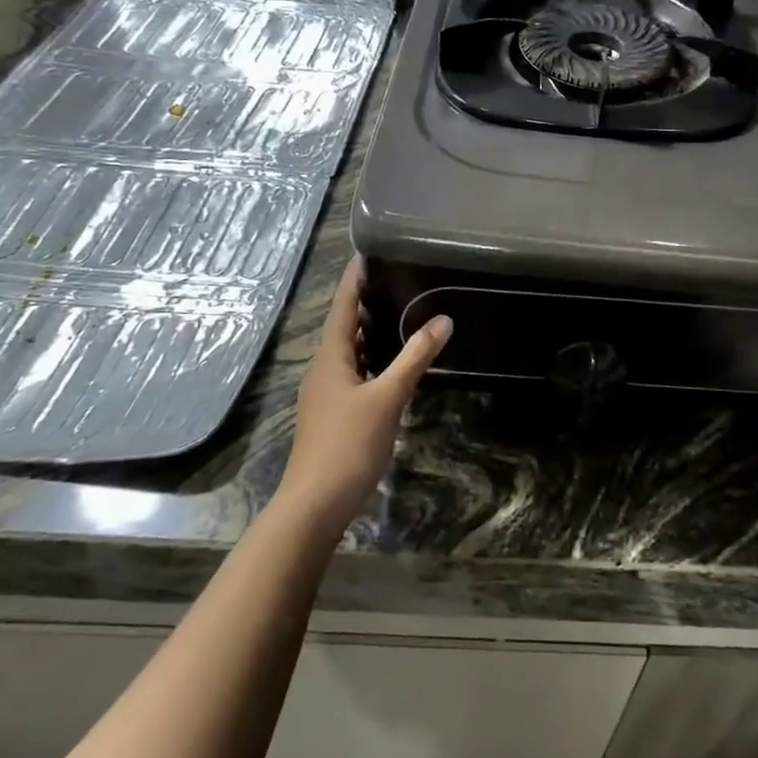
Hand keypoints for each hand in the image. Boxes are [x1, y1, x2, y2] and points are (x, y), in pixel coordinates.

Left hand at [280, 257, 451, 527]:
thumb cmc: (348, 444)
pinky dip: (372, 360)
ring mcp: (326, 395)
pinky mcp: (334, 414)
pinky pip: (354, 374)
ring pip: (349, 353)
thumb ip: (414, 357)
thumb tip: (442, 319)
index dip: (353, 280)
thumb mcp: (387, 397)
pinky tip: (390, 366)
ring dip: (369, 333)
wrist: (315, 504)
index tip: (366, 253)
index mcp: (331, 358)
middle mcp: (324, 370)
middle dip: (364, 303)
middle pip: (344, 327)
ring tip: (397, 313)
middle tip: (393, 279)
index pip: (342, 307)